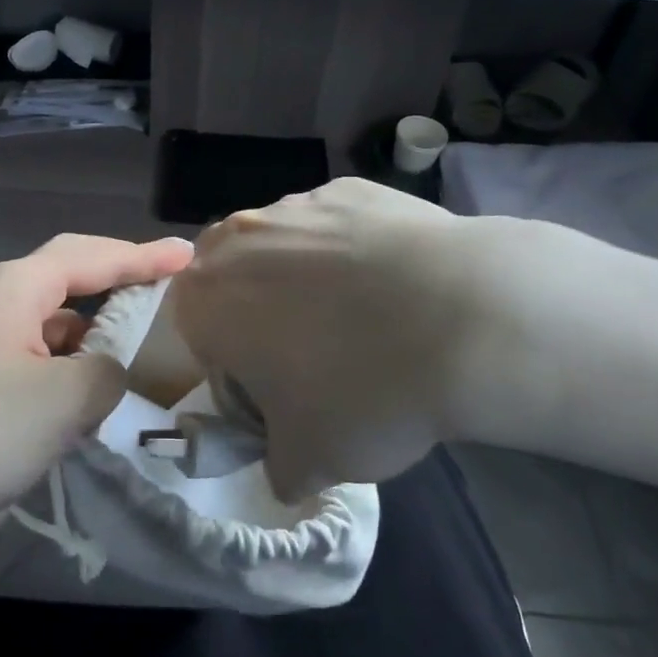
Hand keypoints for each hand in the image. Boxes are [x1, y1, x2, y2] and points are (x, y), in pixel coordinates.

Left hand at [0, 233, 194, 530]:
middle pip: (73, 273)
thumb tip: (109, 369)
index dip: (145, 256)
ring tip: (137, 343)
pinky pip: (40, 349)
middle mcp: (2, 297)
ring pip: (57, 316)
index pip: (95, 257)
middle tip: (166, 280)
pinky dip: (71, 359)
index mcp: (20, 286)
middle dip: (120, 275)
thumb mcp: (63, 402)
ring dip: (96, 326)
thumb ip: (108, 373)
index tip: (189, 255)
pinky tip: (86, 390)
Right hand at [171, 178, 508, 500]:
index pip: (192, 326)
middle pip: (232, 274)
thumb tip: (287, 467)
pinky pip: (336, 224)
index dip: (227, 359)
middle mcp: (239, 237)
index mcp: (207, 297)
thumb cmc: (363, 391)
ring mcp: (298, 204)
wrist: (465, 318)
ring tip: (365, 315)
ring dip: (304, 275)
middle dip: (257, 307)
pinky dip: (353, 248)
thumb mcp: (310, 462)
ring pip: (283, 243)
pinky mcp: (352, 188)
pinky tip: (397, 281)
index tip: (270, 385)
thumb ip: (278, 466)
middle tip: (309, 348)